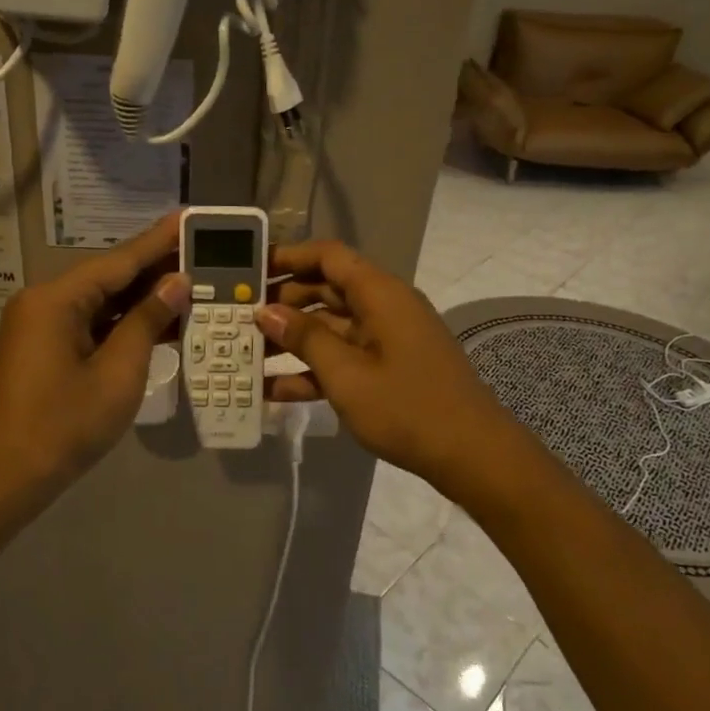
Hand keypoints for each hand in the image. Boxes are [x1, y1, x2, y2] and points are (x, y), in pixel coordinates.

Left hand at [0, 214, 190, 501]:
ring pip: (102, 301)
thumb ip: (147, 320)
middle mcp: (45, 302)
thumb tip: (176, 282)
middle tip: (204, 253)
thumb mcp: (117, 372)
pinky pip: (91, 323)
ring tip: (193, 282)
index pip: (120, 259)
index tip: (191, 217)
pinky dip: (124, 322)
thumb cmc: (64, 425)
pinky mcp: (45, 348)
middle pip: (109, 276)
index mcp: (56, 299)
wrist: (4, 478)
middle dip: (156, 268)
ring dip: (143, 297)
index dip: (160, 240)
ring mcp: (42, 326)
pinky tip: (160, 319)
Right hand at [258, 239, 521, 493]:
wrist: (471, 454)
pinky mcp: (389, 369)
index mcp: (379, 294)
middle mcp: (384, 307)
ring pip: (331, 327)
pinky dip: (313, 370)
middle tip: (238, 317)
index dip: (288, 257)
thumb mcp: (346, 374)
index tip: (250, 269)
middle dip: (282, 303)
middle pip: (326, 291)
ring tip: (245, 354)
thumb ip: (304, 339)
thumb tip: (266, 311)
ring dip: (292, 340)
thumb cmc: (407, 407)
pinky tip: (272, 391)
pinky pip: (344, 358)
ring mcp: (387, 340)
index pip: (328, 256)